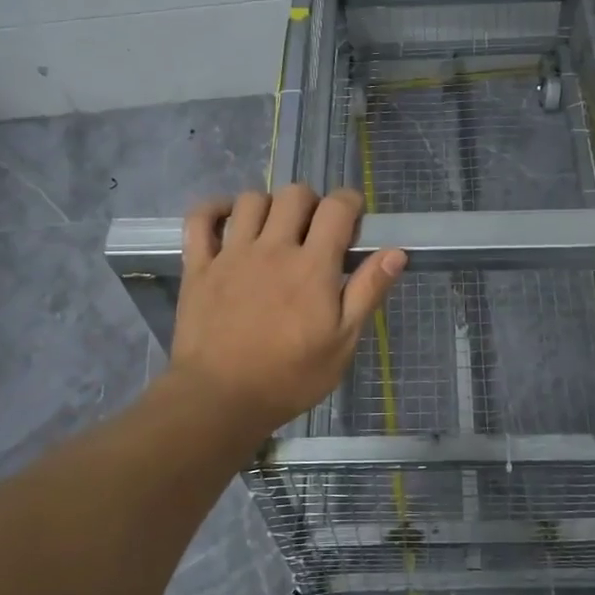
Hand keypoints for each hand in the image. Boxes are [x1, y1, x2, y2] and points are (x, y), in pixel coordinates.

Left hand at [166, 185, 406, 441]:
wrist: (221, 399)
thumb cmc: (290, 377)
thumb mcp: (342, 342)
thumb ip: (368, 292)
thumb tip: (396, 252)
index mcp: (312, 266)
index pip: (336, 208)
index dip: (350, 203)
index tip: (353, 219)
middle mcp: (273, 248)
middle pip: (294, 194)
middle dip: (312, 202)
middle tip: (314, 230)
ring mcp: (231, 254)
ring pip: (251, 200)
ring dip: (269, 205)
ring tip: (274, 229)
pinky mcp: (199, 266)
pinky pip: (200, 219)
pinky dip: (214, 209)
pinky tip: (227, 219)